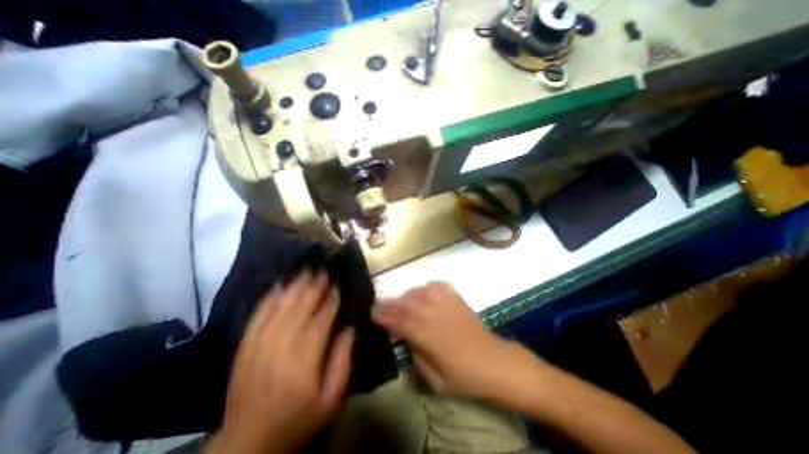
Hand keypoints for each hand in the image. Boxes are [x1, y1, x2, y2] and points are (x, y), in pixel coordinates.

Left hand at [215, 271, 354, 451]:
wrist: (247, 443)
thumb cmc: (297, 419)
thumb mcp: (330, 398)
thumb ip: (342, 361)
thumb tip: (350, 328)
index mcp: (304, 361)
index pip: (320, 321)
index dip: (330, 301)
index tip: (338, 286)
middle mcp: (280, 348)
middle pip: (300, 309)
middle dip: (313, 288)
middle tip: (323, 271)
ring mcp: (258, 346)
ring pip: (280, 308)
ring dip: (294, 287)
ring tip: (306, 271)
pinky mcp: (244, 347)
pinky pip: (257, 316)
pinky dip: (269, 299)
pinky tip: (278, 285)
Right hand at [373, 282, 542, 405]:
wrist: (495, 362)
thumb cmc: (465, 377)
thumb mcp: (436, 380)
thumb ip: (417, 358)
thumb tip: (408, 341)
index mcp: (427, 335)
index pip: (399, 321)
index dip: (383, 315)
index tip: (371, 312)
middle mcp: (434, 314)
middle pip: (406, 303)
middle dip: (390, 303)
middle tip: (379, 304)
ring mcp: (447, 304)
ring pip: (420, 292)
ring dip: (407, 294)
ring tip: (401, 300)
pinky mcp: (457, 299)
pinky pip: (439, 286)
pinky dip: (429, 287)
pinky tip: (425, 292)